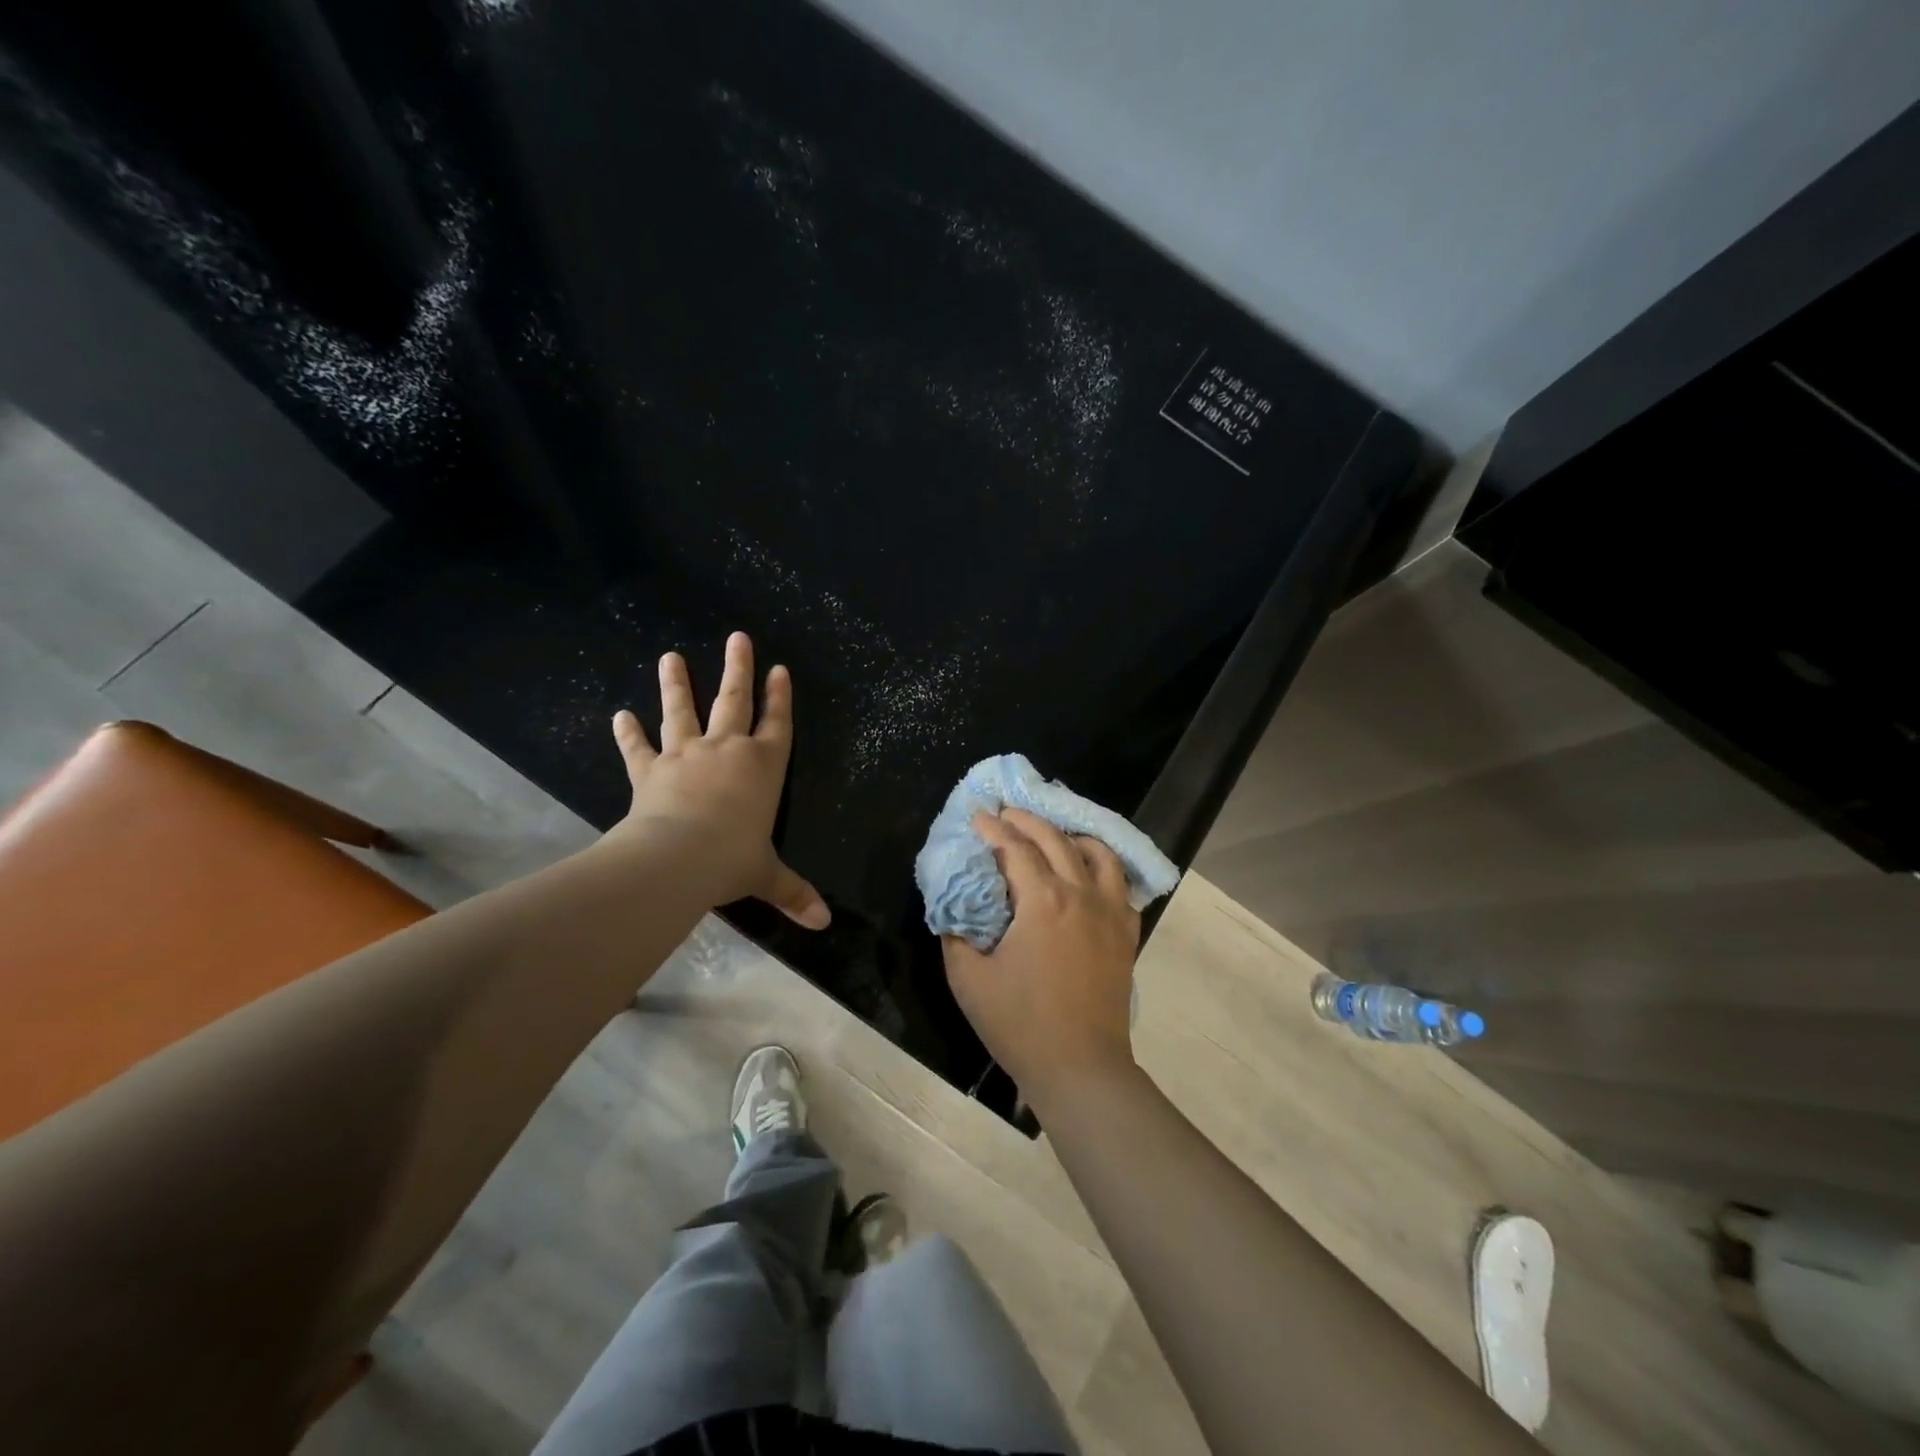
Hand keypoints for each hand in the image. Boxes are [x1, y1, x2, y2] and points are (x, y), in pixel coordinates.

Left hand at [604, 631, 829, 929]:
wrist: (677, 858)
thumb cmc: (733, 859)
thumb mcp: (768, 877)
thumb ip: (794, 894)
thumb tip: (824, 925)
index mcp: (764, 767)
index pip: (777, 724)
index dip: (780, 697)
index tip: (779, 669)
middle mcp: (727, 750)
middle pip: (734, 700)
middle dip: (738, 669)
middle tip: (738, 637)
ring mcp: (686, 756)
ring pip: (683, 711)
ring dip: (677, 684)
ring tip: (671, 657)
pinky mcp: (651, 771)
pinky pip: (639, 748)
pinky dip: (629, 733)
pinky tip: (619, 715)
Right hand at [941, 807, 1140, 1107]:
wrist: (1080, 1067)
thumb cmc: (1019, 1024)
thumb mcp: (968, 979)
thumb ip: (956, 932)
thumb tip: (955, 904)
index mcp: (1042, 901)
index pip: (1015, 848)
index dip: (993, 828)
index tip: (976, 815)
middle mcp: (1081, 894)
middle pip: (1055, 839)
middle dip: (1027, 820)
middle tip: (1006, 813)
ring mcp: (1110, 911)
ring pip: (1097, 853)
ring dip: (1069, 835)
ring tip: (1050, 835)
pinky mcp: (1126, 932)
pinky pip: (1119, 883)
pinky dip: (1101, 865)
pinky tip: (1087, 871)